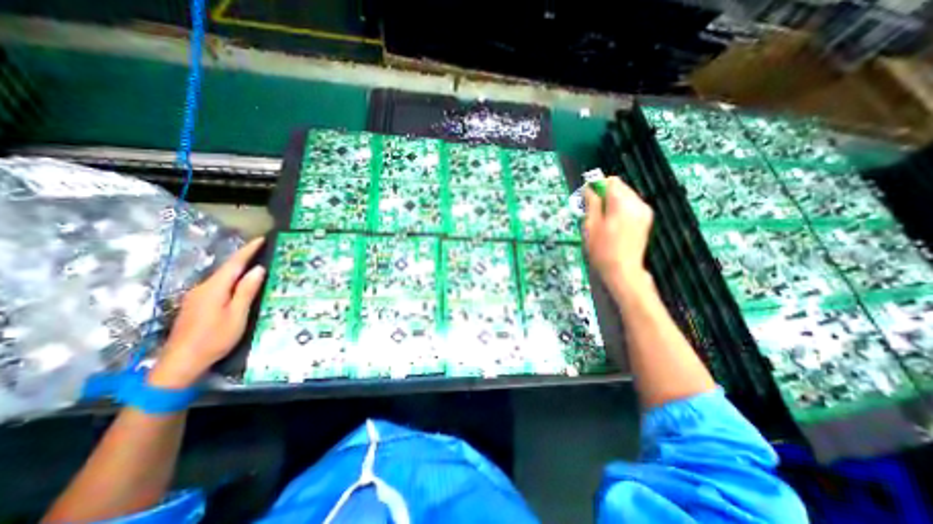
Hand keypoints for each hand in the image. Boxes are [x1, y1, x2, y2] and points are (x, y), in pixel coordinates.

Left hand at [149, 237, 265, 388]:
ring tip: (256, 264)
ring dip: (238, 269)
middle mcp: (203, 288)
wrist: (180, 363)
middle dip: (244, 257)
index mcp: (214, 288)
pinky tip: (240, 283)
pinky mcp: (197, 305)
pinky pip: (218, 285)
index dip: (248, 250)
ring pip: (222, 277)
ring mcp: (197, 297)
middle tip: (263, 249)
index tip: (262, 238)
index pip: (234, 263)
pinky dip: (232, 279)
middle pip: (226, 268)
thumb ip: (246, 290)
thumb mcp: (237, 314)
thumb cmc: (215, 338)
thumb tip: (258, 269)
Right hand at [580, 179, 654, 294]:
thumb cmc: (603, 250)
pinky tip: (612, 224)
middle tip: (591, 210)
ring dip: (612, 202)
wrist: (623, 271)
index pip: (610, 181)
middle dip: (604, 194)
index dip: (596, 186)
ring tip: (601, 219)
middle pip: (619, 187)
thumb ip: (592, 203)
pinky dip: (620, 209)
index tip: (586, 197)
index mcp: (623, 203)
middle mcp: (637, 203)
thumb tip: (589, 189)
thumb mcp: (591, 225)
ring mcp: (644, 212)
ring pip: (625, 196)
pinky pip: (631, 206)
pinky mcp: (646, 220)